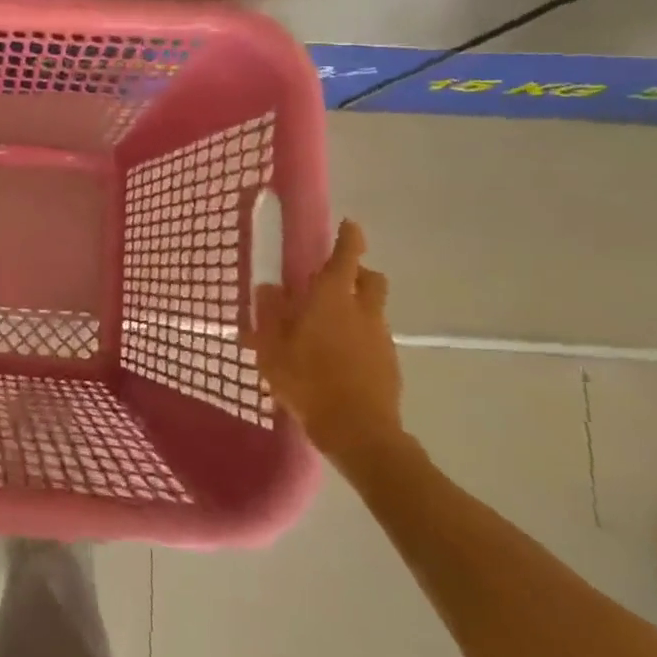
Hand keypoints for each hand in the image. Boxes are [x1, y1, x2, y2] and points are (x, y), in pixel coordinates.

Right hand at [252, 219, 404, 464]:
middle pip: (370, 278)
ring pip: (372, 308)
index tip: (348, 225)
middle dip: (356, 272)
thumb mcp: (272, 348)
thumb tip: (267, 288)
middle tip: (330, 281)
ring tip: (327, 326)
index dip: (349, 237)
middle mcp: (362, 310)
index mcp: (332, 298)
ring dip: (356, 306)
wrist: (358, 431)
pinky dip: (359, 336)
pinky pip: (374, 336)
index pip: (347, 255)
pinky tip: (337, 357)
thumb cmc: (307, 381)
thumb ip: (268, 315)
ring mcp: (380, 337)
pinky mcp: (389, 362)